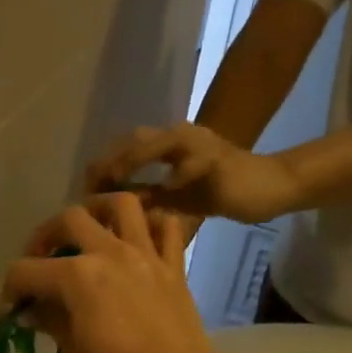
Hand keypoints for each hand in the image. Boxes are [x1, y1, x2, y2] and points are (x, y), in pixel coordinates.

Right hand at [3, 194, 215, 352]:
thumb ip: (51, 321)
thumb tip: (32, 309)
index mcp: (77, 277)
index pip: (27, 270)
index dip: (11, 288)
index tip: (11, 307)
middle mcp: (109, 253)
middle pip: (69, 219)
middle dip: (45, 236)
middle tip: (41, 259)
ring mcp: (145, 254)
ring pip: (122, 204)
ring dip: (100, 209)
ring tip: (90, 229)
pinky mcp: (173, 265)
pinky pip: (167, 225)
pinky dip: (152, 223)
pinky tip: (139, 238)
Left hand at [87, 122, 302, 224]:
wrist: (269, 187)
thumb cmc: (221, 193)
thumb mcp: (176, 201)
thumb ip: (147, 200)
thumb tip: (110, 213)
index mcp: (169, 147)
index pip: (127, 148)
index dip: (103, 166)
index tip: (82, 188)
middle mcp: (180, 138)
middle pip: (136, 139)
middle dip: (110, 160)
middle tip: (88, 184)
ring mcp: (200, 145)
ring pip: (161, 143)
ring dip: (134, 159)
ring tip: (112, 179)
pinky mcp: (219, 159)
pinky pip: (195, 163)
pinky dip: (177, 174)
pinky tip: (161, 189)